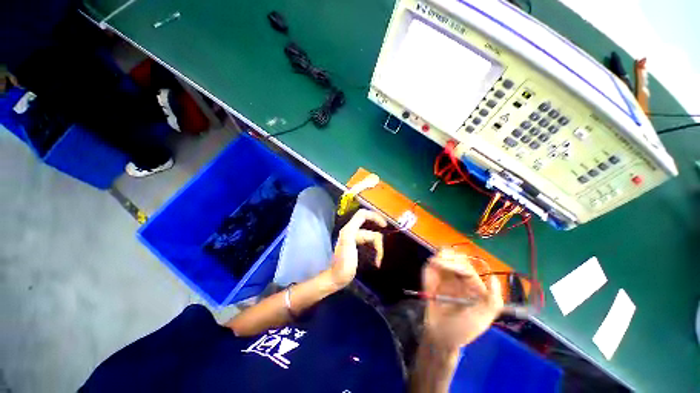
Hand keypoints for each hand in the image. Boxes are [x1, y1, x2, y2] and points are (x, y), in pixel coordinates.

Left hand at [329, 209, 386, 288]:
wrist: (337, 278)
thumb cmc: (342, 262)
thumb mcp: (347, 242)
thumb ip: (354, 228)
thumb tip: (365, 218)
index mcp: (350, 229)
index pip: (363, 214)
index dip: (374, 216)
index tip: (384, 226)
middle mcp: (353, 232)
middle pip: (371, 231)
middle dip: (378, 243)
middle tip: (379, 256)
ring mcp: (356, 240)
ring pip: (373, 239)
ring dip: (378, 249)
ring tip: (378, 261)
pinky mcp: (358, 247)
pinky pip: (371, 245)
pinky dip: (376, 252)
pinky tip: (376, 261)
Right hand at [422, 249, 502, 352]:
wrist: (439, 337)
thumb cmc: (462, 330)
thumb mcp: (480, 319)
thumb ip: (492, 301)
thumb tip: (494, 277)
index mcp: (473, 286)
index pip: (464, 267)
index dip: (452, 263)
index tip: (438, 264)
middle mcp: (460, 280)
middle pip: (453, 259)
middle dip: (444, 257)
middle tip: (434, 263)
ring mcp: (445, 280)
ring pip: (441, 261)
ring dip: (436, 260)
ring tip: (431, 265)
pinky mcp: (433, 283)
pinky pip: (430, 271)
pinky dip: (428, 270)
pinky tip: (428, 273)